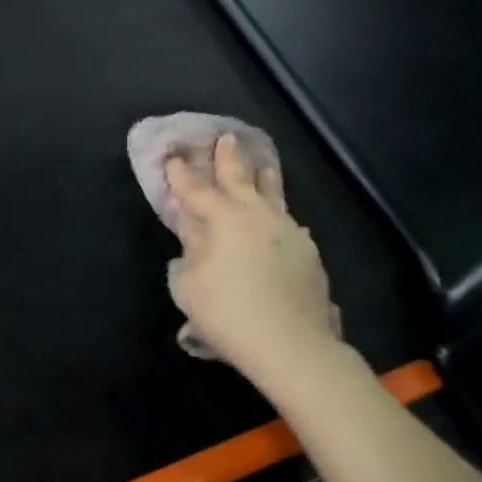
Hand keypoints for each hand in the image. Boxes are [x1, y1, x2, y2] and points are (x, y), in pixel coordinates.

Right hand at [165, 134, 340, 379]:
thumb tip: (193, 237)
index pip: (197, 190)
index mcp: (224, 219)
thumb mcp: (188, 285)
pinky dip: (278, 218)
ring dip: (263, 179)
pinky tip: (282, 222)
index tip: (173, 158)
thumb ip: (188, 254)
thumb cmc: (227, 313)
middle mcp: (258, 216)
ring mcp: (288, 232)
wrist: (290, 344)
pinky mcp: (308, 254)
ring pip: (273, 196)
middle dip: (228, 159)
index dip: (182, 175)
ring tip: (262, 166)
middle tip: (226, 137)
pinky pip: (288, 226)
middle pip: (240, 180)